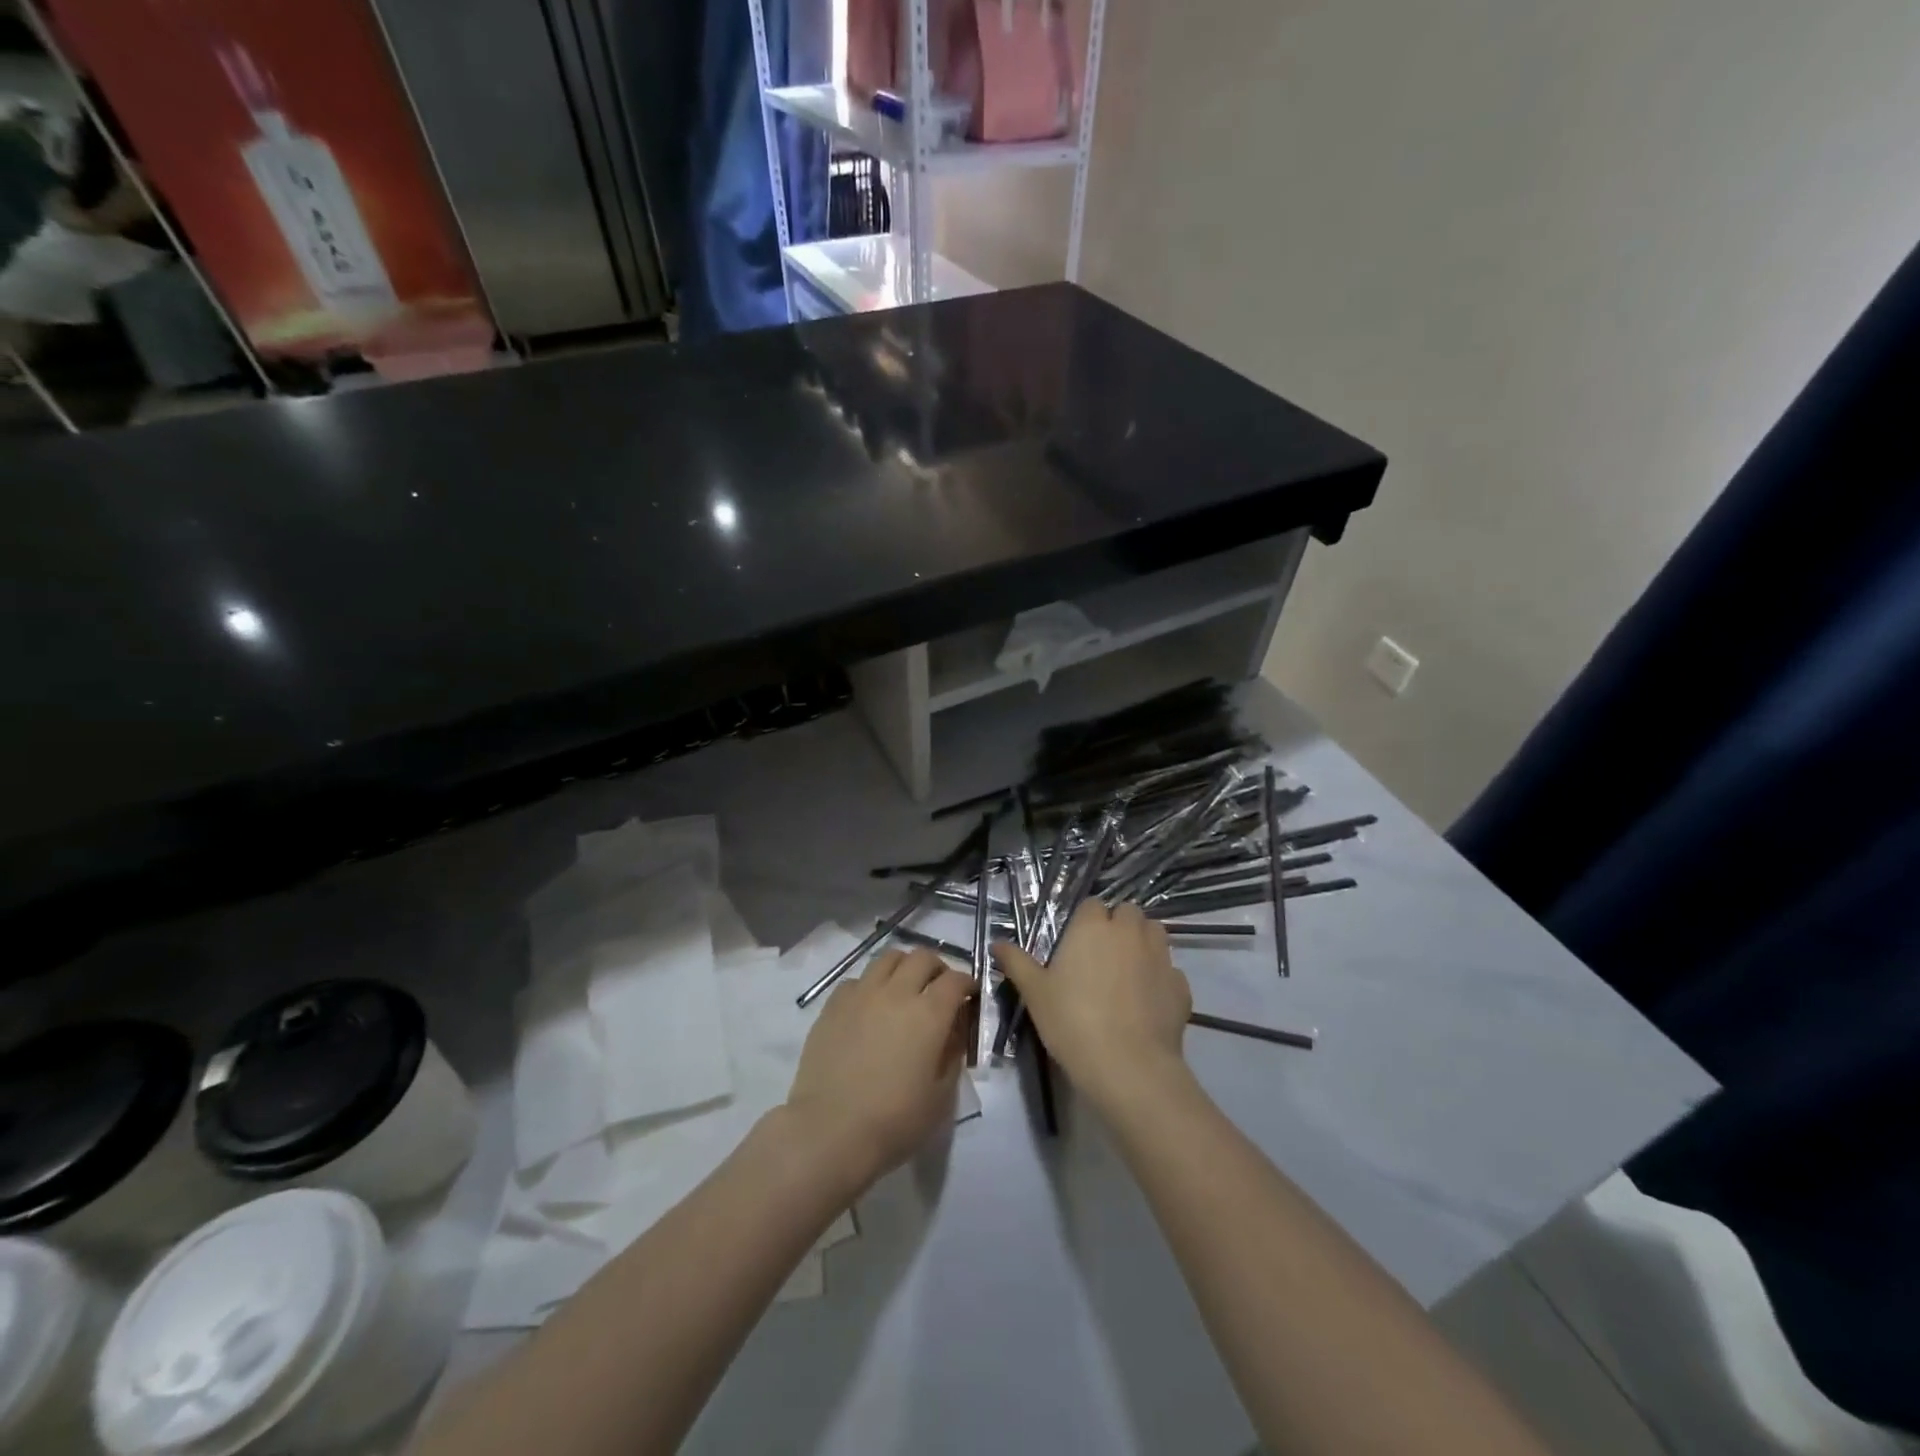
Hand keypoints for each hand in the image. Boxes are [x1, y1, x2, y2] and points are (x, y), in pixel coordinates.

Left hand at [783, 947, 972, 1190]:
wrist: (829, 1131)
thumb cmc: (894, 1121)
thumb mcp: (941, 1097)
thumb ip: (953, 1055)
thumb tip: (954, 1031)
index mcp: (929, 1014)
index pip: (956, 980)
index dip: (968, 984)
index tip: (970, 997)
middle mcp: (897, 993)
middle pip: (922, 957)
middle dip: (938, 968)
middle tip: (939, 989)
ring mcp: (862, 994)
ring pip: (888, 957)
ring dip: (904, 967)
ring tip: (904, 988)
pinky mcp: (833, 1004)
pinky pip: (857, 979)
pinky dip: (870, 985)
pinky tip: (869, 1007)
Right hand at [992, 901, 1192, 1115]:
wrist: (1128, 1066)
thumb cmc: (1072, 1022)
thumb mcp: (1035, 993)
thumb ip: (1016, 962)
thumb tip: (997, 942)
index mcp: (1093, 926)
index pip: (1091, 905)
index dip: (1085, 922)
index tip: (1075, 946)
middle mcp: (1129, 931)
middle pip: (1127, 912)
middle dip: (1118, 926)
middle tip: (1101, 957)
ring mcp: (1160, 956)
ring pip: (1155, 933)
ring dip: (1143, 943)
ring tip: (1127, 973)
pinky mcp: (1182, 985)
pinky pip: (1171, 970)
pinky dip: (1161, 978)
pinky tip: (1148, 1002)